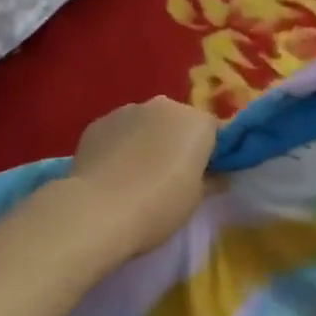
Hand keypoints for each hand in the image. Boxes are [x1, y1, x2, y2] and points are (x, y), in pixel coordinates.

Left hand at [67, 97, 218, 255]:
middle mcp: (164, 105)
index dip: (207, 152)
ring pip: (144, 123)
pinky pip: (117, 131)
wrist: (99, 209)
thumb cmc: (159, 205)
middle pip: (176, 121)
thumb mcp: (195, 199)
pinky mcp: (99, 122)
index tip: (200, 175)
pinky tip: (109, 174)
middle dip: (174, 141)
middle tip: (167, 176)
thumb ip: (210, 179)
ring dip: (145, 141)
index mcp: (196, 122)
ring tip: (133, 176)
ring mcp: (128, 109)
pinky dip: (118, 146)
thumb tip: (216, 174)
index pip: (211, 130)